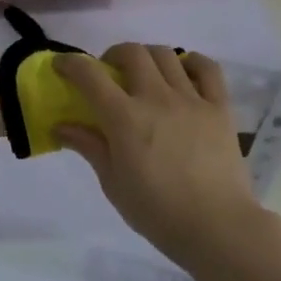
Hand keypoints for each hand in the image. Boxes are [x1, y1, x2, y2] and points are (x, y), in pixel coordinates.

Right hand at [55, 44, 262, 269]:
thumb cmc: (158, 212)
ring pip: (166, 55)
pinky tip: (184, 73)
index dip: (71, 63)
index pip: (90, 76)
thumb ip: (89, 147)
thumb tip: (61, 126)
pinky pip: (207, 69)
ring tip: (144, 75)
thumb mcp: (113, 184)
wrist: (218, 228)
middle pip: (132, 53)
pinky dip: (192, 62)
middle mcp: (156, 98)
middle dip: (113, 55)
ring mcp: (191, 99)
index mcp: (125, 118)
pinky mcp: (220, 107)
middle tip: (109, 74)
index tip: (61, 65)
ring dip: (147, 57)